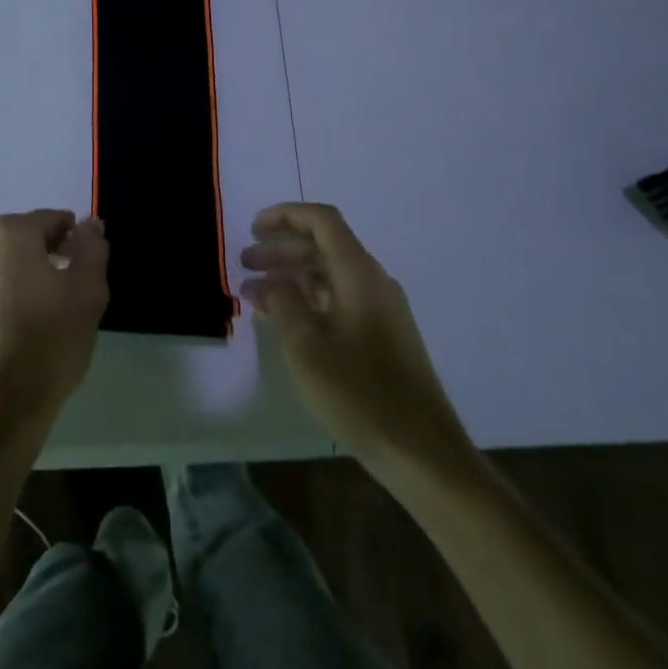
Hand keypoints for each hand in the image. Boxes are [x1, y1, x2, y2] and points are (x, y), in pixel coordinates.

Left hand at [0, 210, 108, 435]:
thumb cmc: (47, 342)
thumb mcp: (87, 291)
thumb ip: (91, 248)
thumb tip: (89, 224)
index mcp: (8, 232)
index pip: (54, 221)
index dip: (76, 243)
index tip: (87, 274)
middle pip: (27, 240)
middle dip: (51, 258)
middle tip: (71, 297)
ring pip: (7, 264)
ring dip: (29, 278)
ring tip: (49, 316)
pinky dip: (9, 298)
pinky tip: (24, 330)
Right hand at [242, 203, 469, 466]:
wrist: (422, 453)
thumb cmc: (360, 394)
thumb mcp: (306, 346)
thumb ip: (283, 303)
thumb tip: (272, 282)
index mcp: (359, 274)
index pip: (322, 221)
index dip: (285, 215)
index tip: (252, 228)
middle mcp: (373, 282)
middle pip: (323, 246)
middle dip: (281, 249)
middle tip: (245, 262)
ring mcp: (381, 310)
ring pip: (329, 275)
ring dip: (291, 277)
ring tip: (254, 294)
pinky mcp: (382, 336)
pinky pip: (338, 300)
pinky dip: (308, 301)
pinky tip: (283, 321)